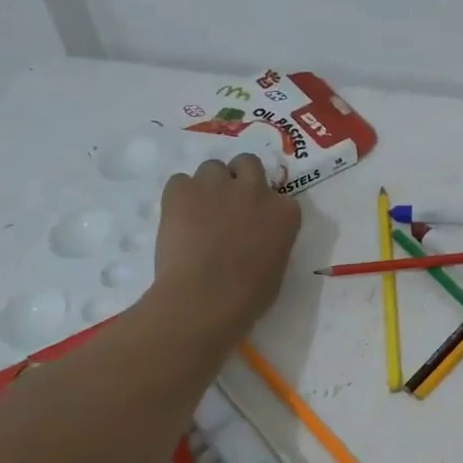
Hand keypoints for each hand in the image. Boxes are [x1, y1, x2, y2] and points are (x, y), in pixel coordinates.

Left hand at [150, 154, 300, 340]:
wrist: (204, 299)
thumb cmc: (248, 296)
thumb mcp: (276, 267)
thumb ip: (272, 241)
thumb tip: (257, 239)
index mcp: (284, 212)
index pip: (279, 197)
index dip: (264, 208)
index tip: (255, 223)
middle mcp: (255, 189)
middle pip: (247, 163)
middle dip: (238, 178)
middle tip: (227, 205)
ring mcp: (217, 185)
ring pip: (212, 168)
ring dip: (209, 185)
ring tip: (198, 213)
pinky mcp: (182, 189)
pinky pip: (180, 181)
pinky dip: (179, 196)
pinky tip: (177, 220)